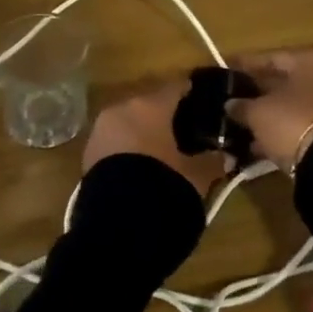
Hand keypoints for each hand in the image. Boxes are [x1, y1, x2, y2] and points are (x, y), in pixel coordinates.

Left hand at [83, 82, 231, 195]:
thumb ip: (213, 160)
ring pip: (129, 122)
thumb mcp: (197, 175)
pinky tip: (142, 167)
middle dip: (166, 116)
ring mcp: (101, 130)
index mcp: (151, 105)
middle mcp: (122, 109)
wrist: (117, 224)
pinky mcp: (88, 153)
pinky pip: (115, 142)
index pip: (177, 87)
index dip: (192, 94)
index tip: (206, 102)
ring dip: (145, 133)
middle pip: (150, 104)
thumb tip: (225, 155)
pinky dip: (129, 149)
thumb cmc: (164, 186)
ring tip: (163, 152)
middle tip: (186, 132)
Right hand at [226, 50, 312, 172]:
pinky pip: (304, 125)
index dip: (245, 66)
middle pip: (286, 83)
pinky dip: (285, 132)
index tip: (227, 70)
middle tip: (234, 101)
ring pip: (295, 107)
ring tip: (244, 127)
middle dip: (260, 94)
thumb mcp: (258, 113)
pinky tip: (262, 144)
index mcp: (311, 60)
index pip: (271, 59)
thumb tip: (231, 104)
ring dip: (272, 116)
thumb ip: (242, 106)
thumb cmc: (293, 121)